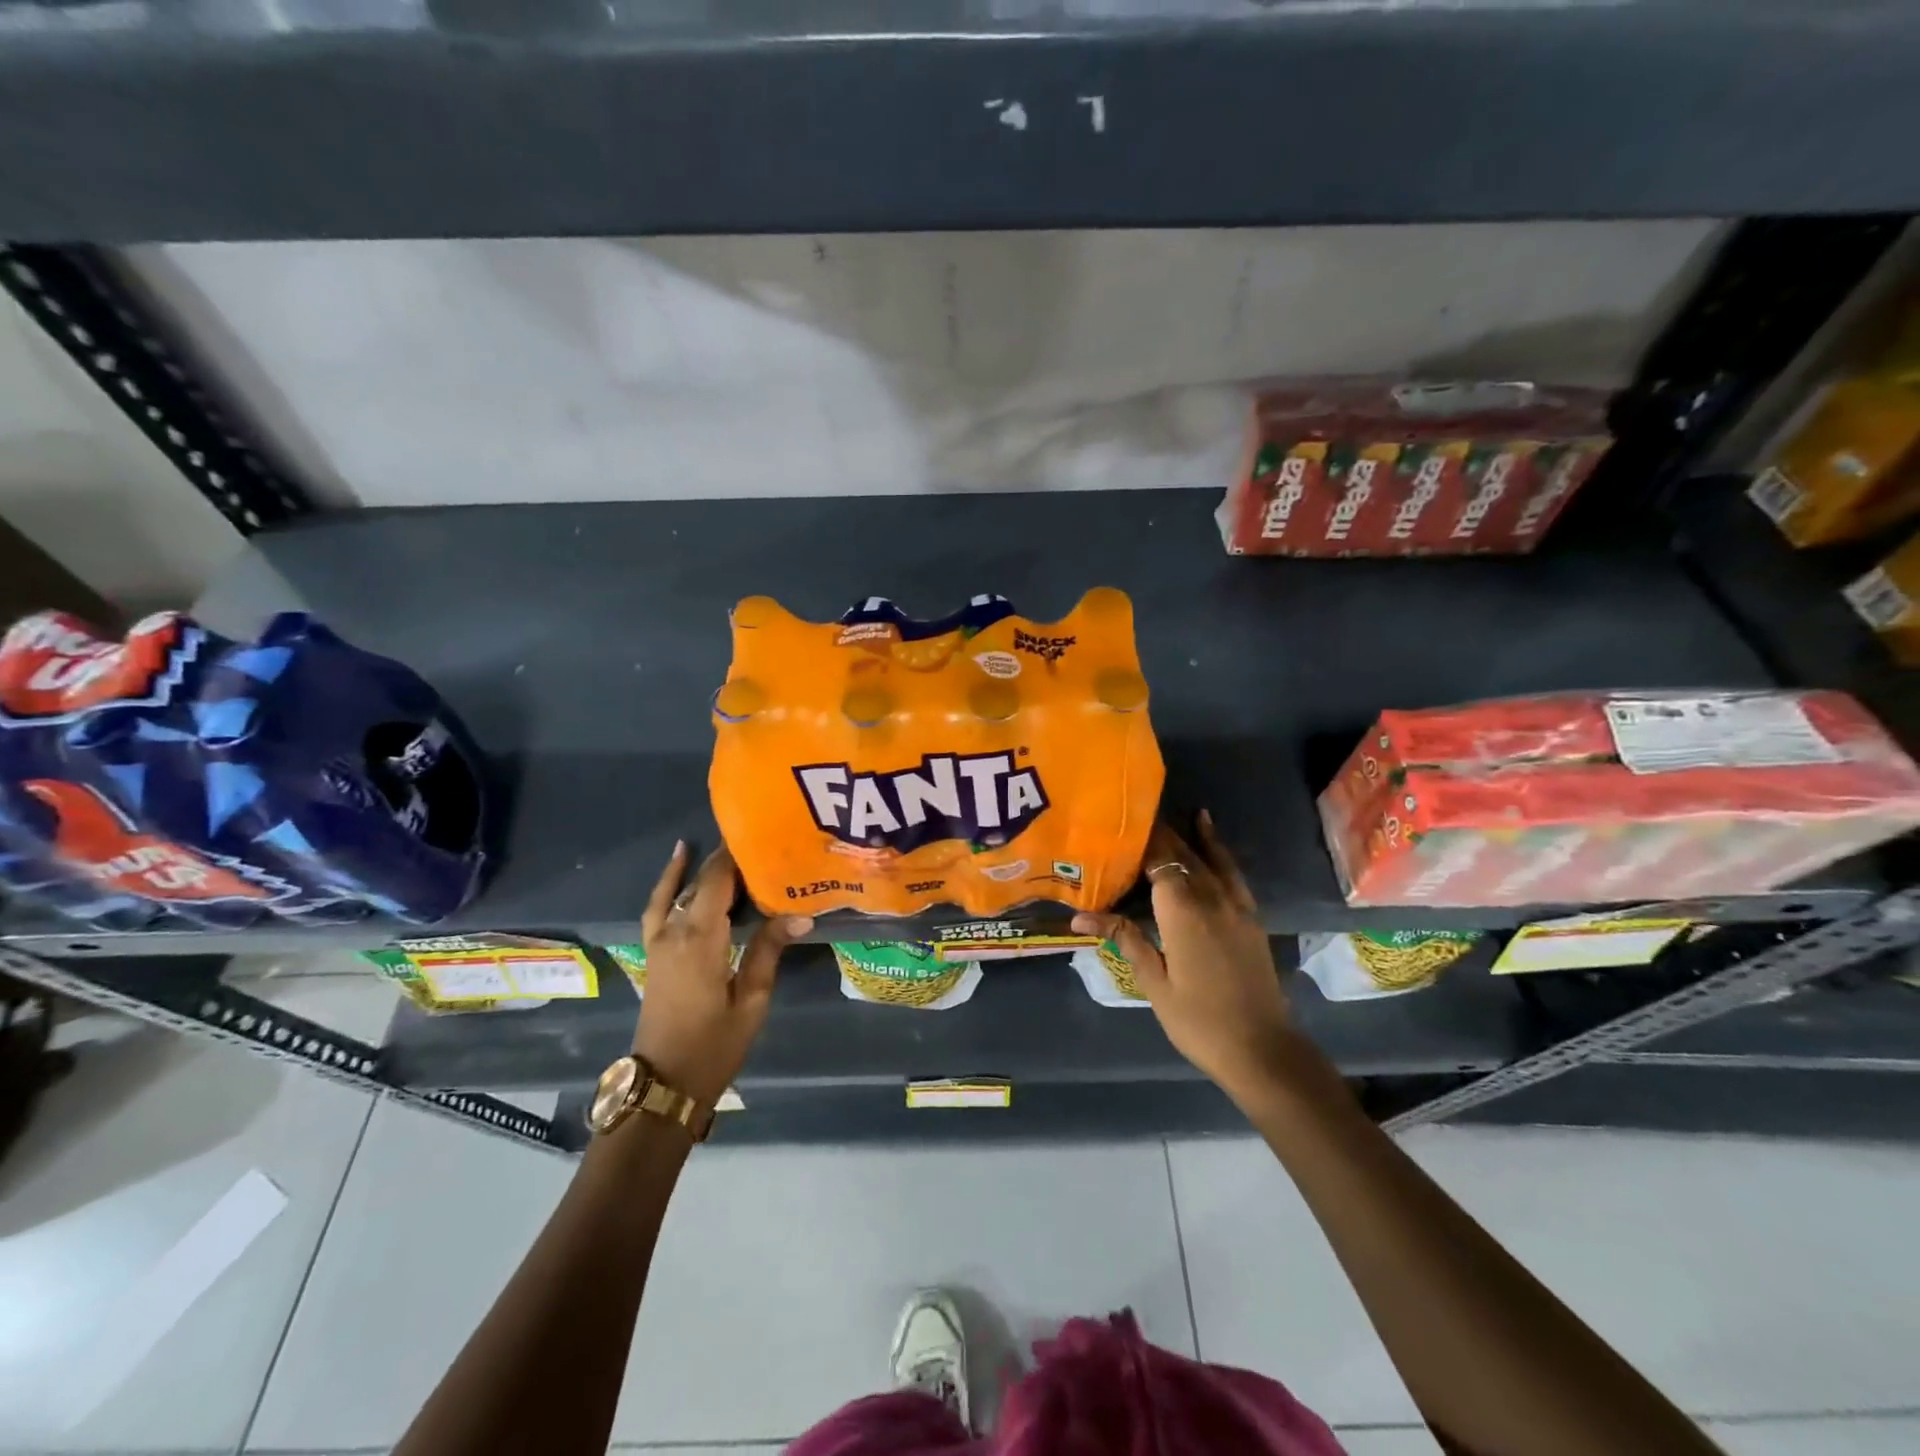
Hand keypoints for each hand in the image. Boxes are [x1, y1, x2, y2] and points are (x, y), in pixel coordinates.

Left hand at [633, 841, 811, 1106]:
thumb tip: (801, 913)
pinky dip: (668, 881)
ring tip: (729, 846)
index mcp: (700, 939)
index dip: (737, 854)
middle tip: (763, 844)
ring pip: (680, 890)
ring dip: (703, 868)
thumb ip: (768, 950)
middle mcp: (674, 931)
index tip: (764, 833)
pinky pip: (659, 905)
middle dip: (729, 859)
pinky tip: (680, 861)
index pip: (717, 880)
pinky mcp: (654, 951)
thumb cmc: (713, 1045)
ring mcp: (658, 941)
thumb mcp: (751, 1000)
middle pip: (701, 881)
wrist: (664, 1084)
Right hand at [1074, 812, 1292, 1099]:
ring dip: (1186, 835)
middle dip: (1159, 834)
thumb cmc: (1198, 1020)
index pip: (1158, 861)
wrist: (1262, 1049)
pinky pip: (1231, 871)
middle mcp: (1211, 898)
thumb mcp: (1154, 983)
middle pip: (1182, 855)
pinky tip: (1208, 832)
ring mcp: (1236, 904)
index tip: (1116, 824)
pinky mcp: (1250, 915)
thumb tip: (1080, 916)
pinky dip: (1218, 848)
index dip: (1139, 840)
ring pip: (1207, 857)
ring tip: (1168, 812)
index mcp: (1182, 912)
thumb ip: (1124, 939)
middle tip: (1131, 816)